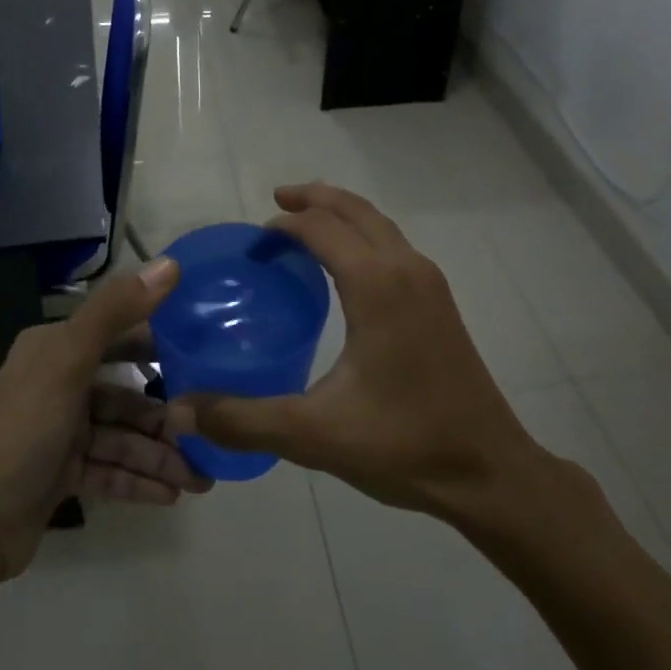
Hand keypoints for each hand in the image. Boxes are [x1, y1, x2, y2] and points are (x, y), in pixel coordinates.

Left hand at [0, 257, 209, 582]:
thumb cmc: (20, 431)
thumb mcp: (68, 362)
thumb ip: (116, 311)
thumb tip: (171, 264)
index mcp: (55, 349)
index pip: (119, 334)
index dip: (161, 340)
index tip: (208, 350)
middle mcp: (57, 384)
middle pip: (125, 392)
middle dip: (166, 413)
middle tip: (210, 427)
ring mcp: (58, 432)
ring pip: (121, 437)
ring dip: (159, 455)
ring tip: (202, 479)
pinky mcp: (60, 474)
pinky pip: (110, 470)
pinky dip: (139, 480)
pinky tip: (173, 495)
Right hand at [166, 184, 585, 522]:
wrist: (489, 471)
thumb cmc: (404, 444)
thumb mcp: (314, 434)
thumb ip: (243, 419)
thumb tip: (181, 408)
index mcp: (376, 284)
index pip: (321, 228)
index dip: (282, 225)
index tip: (252, 245)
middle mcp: (406, 268)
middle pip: (354, 210)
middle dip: (314, 198)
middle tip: (276, 202)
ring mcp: (429, 283)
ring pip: (380, 224)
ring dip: (342, 214)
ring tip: (306, 223)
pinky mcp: (441, 302)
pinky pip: (394, 245)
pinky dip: (364, 236)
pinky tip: (347, 269)